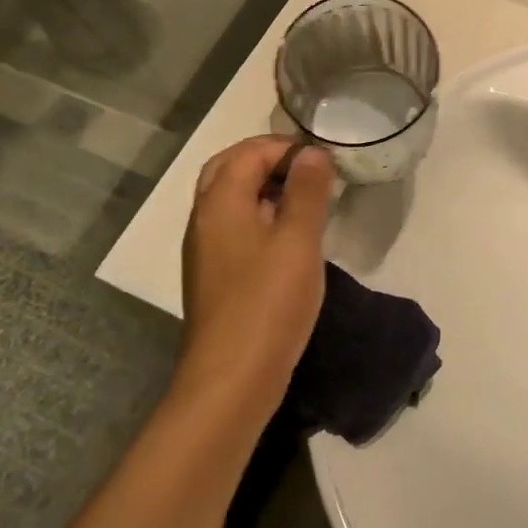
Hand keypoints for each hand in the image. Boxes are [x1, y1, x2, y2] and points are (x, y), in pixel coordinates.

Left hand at [179, 137, 333, 399]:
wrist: (230, 381)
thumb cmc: (268, 303)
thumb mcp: (298, 241)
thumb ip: (307, 191)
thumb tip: (311, 151)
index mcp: (220, 202)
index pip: (249, 152)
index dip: (286, 147)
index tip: (323, 160)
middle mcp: (204, 218)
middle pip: (228, 168)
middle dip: (267, 159)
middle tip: (307, 169)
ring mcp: (204, 249)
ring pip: (228, 198)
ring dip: (262, 186)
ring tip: (304, 199)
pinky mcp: (213, 275)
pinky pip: (232, 225)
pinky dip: (258, 214)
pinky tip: (287, 237)